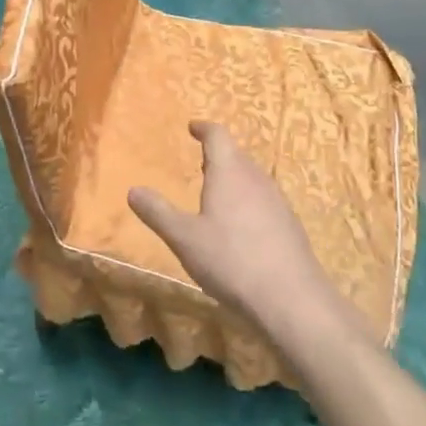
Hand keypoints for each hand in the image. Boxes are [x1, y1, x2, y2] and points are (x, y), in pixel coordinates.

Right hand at [127, 122, 343, 343]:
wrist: (291, 298)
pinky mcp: (290, 225)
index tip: (193, 127)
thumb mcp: (184, 238)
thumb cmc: (231, 260)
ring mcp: (278, 201)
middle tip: (201, 163)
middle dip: (218, 156)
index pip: (217, 136)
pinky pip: (264, 200)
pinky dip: (248, 201)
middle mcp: (256, 178)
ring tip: (217, 194)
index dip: (204, 129)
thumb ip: (157, 212)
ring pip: (252, 178)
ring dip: (234, 179)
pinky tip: (241, 227)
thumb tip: (133, 190)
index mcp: (229, 172)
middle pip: (237, 155)